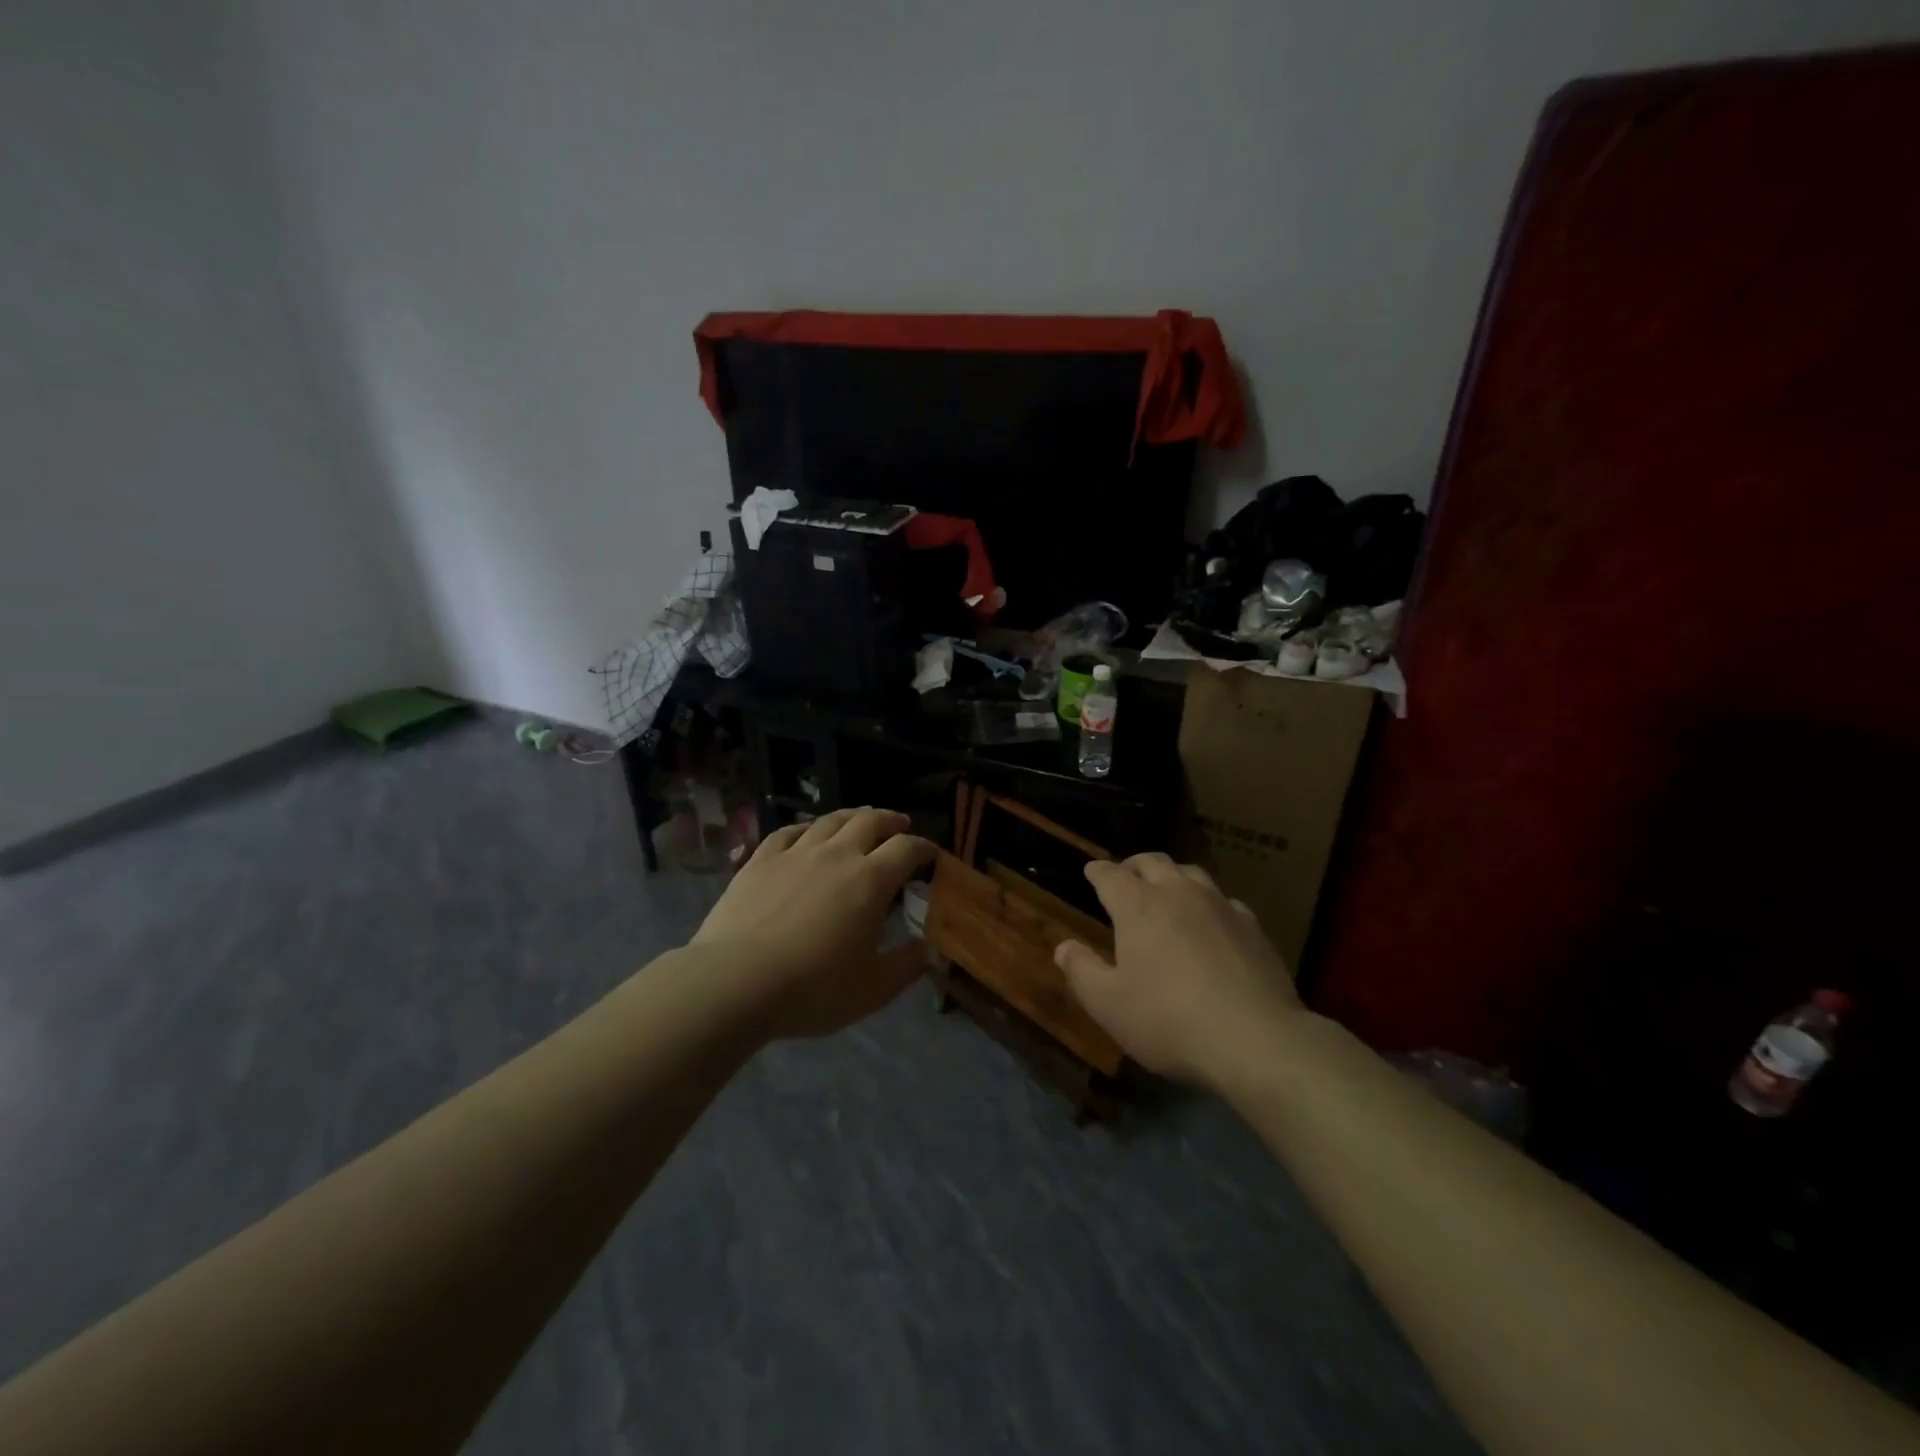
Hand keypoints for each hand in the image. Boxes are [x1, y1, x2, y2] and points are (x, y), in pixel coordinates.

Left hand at [692, 808, 935, 1039]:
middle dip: (891, 820)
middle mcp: (837, 855)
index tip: (932, 854)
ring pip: (830, 820)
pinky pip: (788, 831)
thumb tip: (930, 949)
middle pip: (870, 822)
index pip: (907, 849)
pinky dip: (806, 827)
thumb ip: (907, 965)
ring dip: (852, 816)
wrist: (736, 982)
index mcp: (870, 881)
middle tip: (900, 824)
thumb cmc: (813, 988)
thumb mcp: (873, 988)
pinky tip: (807, 832)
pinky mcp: (760, 860)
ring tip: (860, 819)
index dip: (924, 847)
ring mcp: (795, 853)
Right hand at [1054, 853, 1300, 1086]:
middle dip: (1133, 865)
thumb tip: (1063, 946)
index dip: (1097, 871)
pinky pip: (1224, 900)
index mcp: (1138, 907)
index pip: (1111, 875)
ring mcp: (1220, 906)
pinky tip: (1210, 922)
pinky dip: (1207, 903)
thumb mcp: (1109, 1006)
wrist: (1256, 1040)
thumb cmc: (1169, 1022)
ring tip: (1166, 890)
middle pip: (1152, 862)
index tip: (1091, 871)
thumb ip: (1082, 971)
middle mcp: (1178, 894)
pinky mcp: (1253, 927)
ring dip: (1172, 876)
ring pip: (1191, 873)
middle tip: (1125, 875)